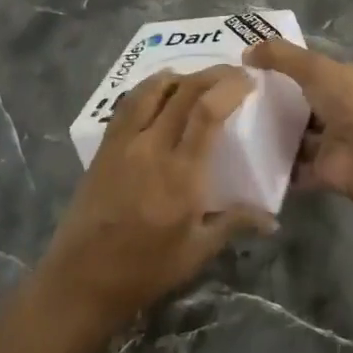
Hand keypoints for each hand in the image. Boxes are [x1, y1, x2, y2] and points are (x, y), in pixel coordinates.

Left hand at [34, 67, 272, 332]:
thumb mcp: (197, 251)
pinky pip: (128, 104)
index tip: (248, 80)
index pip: (207, 112)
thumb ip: (234, 223)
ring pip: (151, 90)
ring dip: (179, 76)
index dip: (229, 88)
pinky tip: (158, 94)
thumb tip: (271, 219)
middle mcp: (151, 147)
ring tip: (197, 79)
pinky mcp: (104, 147)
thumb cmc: (145, 269)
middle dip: (212, 75)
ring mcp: (123, 143)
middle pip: (183, 92)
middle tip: (232, 73)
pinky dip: (149, 89)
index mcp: (180, 174)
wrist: (82, 278)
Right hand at [244, 38, 352, 203]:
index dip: (283, 65)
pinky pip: (293, 165)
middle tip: (236, 98)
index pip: (311, 69)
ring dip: (273, 133)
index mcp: (344, 80)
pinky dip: (275, 164)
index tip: (249, 67)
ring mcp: (332, 142)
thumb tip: (246, 51)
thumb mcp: (314, 68)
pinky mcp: (322, 170)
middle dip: (274, 101)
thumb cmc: (348, 102)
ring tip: (236, 127)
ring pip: (296, 135)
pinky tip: (248, 157)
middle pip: (301, 102)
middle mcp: (341, 109)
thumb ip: (280, 56)